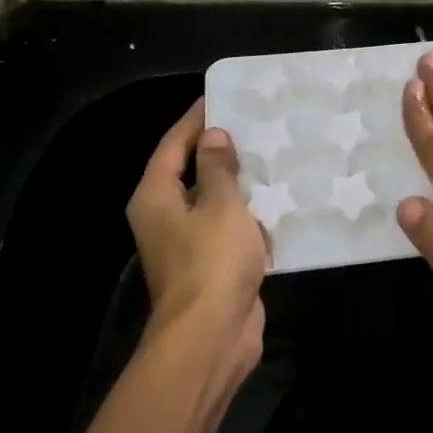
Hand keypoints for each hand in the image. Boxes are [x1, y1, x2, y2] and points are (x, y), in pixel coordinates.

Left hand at [127, 98, 268, 371]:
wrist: (212, 336)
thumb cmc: (212, 261)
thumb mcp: (221, 205)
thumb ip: (218, 167)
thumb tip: (213, 136)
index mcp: (156, 197)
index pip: (173, 144)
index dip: (196, 119)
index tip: (221, 96)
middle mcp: (164, 216)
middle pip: (189, 170)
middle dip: (218, 148)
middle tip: (252, 122)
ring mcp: (186, 242)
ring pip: (211, 199)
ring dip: (236, 180)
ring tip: (269, 152)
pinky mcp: (210, 263)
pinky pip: (227, 225)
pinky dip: (247, 211)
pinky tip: (276, 197)